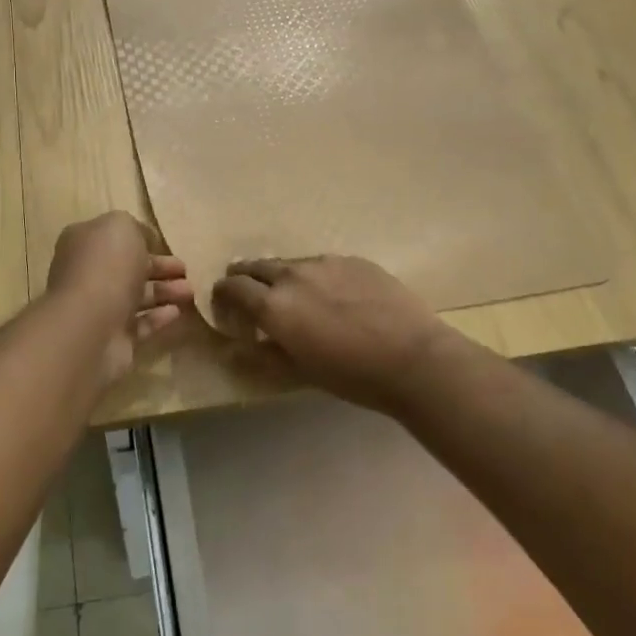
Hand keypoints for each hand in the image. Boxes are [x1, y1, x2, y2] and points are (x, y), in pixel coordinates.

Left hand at [46, 212, 192, 384]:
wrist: (89, 327)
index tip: (165, 242)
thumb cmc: (106, 267)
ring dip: (164, 292)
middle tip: (186, 270)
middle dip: (159, 268)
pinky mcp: (113, 338)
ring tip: (190, 291)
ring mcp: (99, 308)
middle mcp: (88, 275)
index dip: (140, 239)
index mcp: (84, 244)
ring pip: (136, 296)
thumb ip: (134, 227)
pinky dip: (158, 317)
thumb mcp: (121, 226)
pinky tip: (177, 312)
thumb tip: (144, 239)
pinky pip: (140, 324)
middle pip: (128, 268)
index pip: (114, 238)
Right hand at [209, 255, 456, 412]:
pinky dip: (315, 275)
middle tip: (247, 290)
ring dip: (281, 275)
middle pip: (256, 266)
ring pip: (290, 262)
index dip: (222, 293)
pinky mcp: (353, 259)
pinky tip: (332, 293)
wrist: (413, 357)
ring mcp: (325, 262)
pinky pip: (322, 263)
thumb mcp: (300, 372)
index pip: (233, 288)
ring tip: (292, 292)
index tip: (223, 301)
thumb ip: (264, 354)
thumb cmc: (352, 375)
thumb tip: (237, 347)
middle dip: (245, 276)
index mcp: (273, 305)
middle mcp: (292, 275)